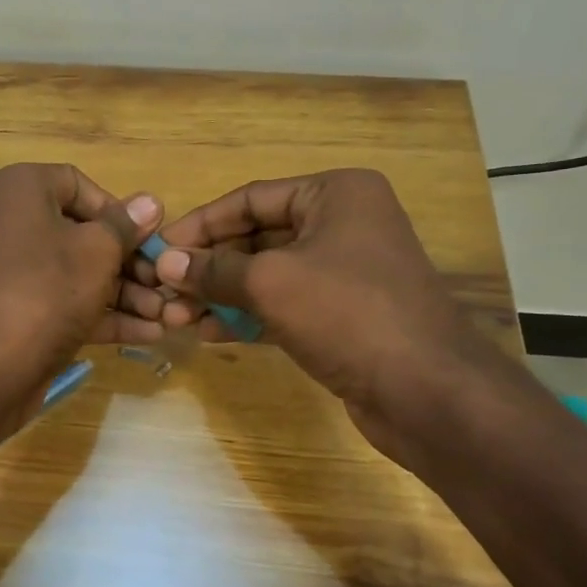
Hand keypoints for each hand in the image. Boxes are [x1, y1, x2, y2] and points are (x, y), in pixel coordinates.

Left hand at [0, 163, 163, 396]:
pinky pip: (63, 303)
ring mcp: (10, 273)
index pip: (77, 184)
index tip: (145, 238)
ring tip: (169, 314)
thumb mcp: (96, 253)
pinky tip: (149, 333)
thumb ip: (125, 227)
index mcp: (20, 190)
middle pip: (80, 233)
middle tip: (165, 284)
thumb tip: (149, 202)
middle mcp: (9, 224)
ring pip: (76, 273)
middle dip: (129, 261)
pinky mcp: (16, 314)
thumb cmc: (44, 292)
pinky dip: (102, 315)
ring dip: (124, 293)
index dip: (116, 210)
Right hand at [143, 169, 499, 455]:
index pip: (250, 198)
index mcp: (335, 195)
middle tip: (162, 290)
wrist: (427, 391)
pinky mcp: (341, 315)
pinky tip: (207, 332)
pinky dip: (246, 315)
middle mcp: (342, 224)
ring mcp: (343, 272)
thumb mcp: (271, 282)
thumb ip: (214, 270)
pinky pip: (282, 305)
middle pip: (256, 237)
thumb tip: (165, 264)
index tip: (159, 248)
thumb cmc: (347, 313)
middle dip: (208, 266)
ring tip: (175, 317)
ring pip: (266, 274)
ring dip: (220, 294)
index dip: (201, 224)